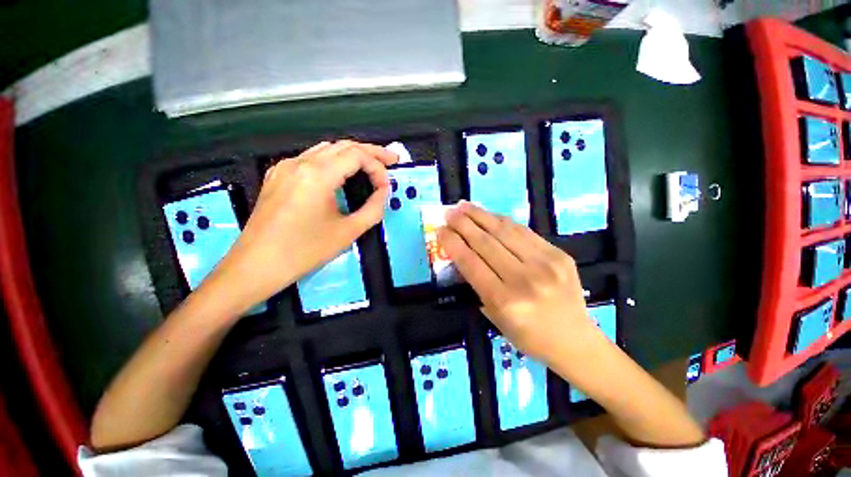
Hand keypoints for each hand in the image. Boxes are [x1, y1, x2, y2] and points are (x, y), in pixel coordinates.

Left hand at [210, 140, 397, 310]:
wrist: (256, 265)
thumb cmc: (304, 251)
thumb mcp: (348, 232)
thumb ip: (373, 209)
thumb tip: (384, 191)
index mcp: (318, 175)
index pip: (357, 155)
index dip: (378, 166)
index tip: (386, 187)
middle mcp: (300, 162)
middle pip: (343, 145)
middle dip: (371, 152)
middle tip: (391, 160)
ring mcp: (286, 167)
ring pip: (327, 148)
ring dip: (352, 154)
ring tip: (371, 165)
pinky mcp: (278, 175)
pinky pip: (311, 158)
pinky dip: (334, 161)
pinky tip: (342, 174)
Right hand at [437, 201, 597, 361]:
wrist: (574, 341)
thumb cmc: (528, 335)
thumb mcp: (494, 315)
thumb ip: (477, 283)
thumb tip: (462, 252)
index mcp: (505, 301)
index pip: (471, 262)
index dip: (452, 243)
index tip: (440, 230)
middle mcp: (524, 279)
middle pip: (485, 242)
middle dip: (463, 224)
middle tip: (449, 212)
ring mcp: (546, 263)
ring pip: (504, 231)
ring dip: (481, 215)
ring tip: (464, 206)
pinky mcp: (559, 254)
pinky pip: (524, 231)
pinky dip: (503, 221)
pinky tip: (490, 215)